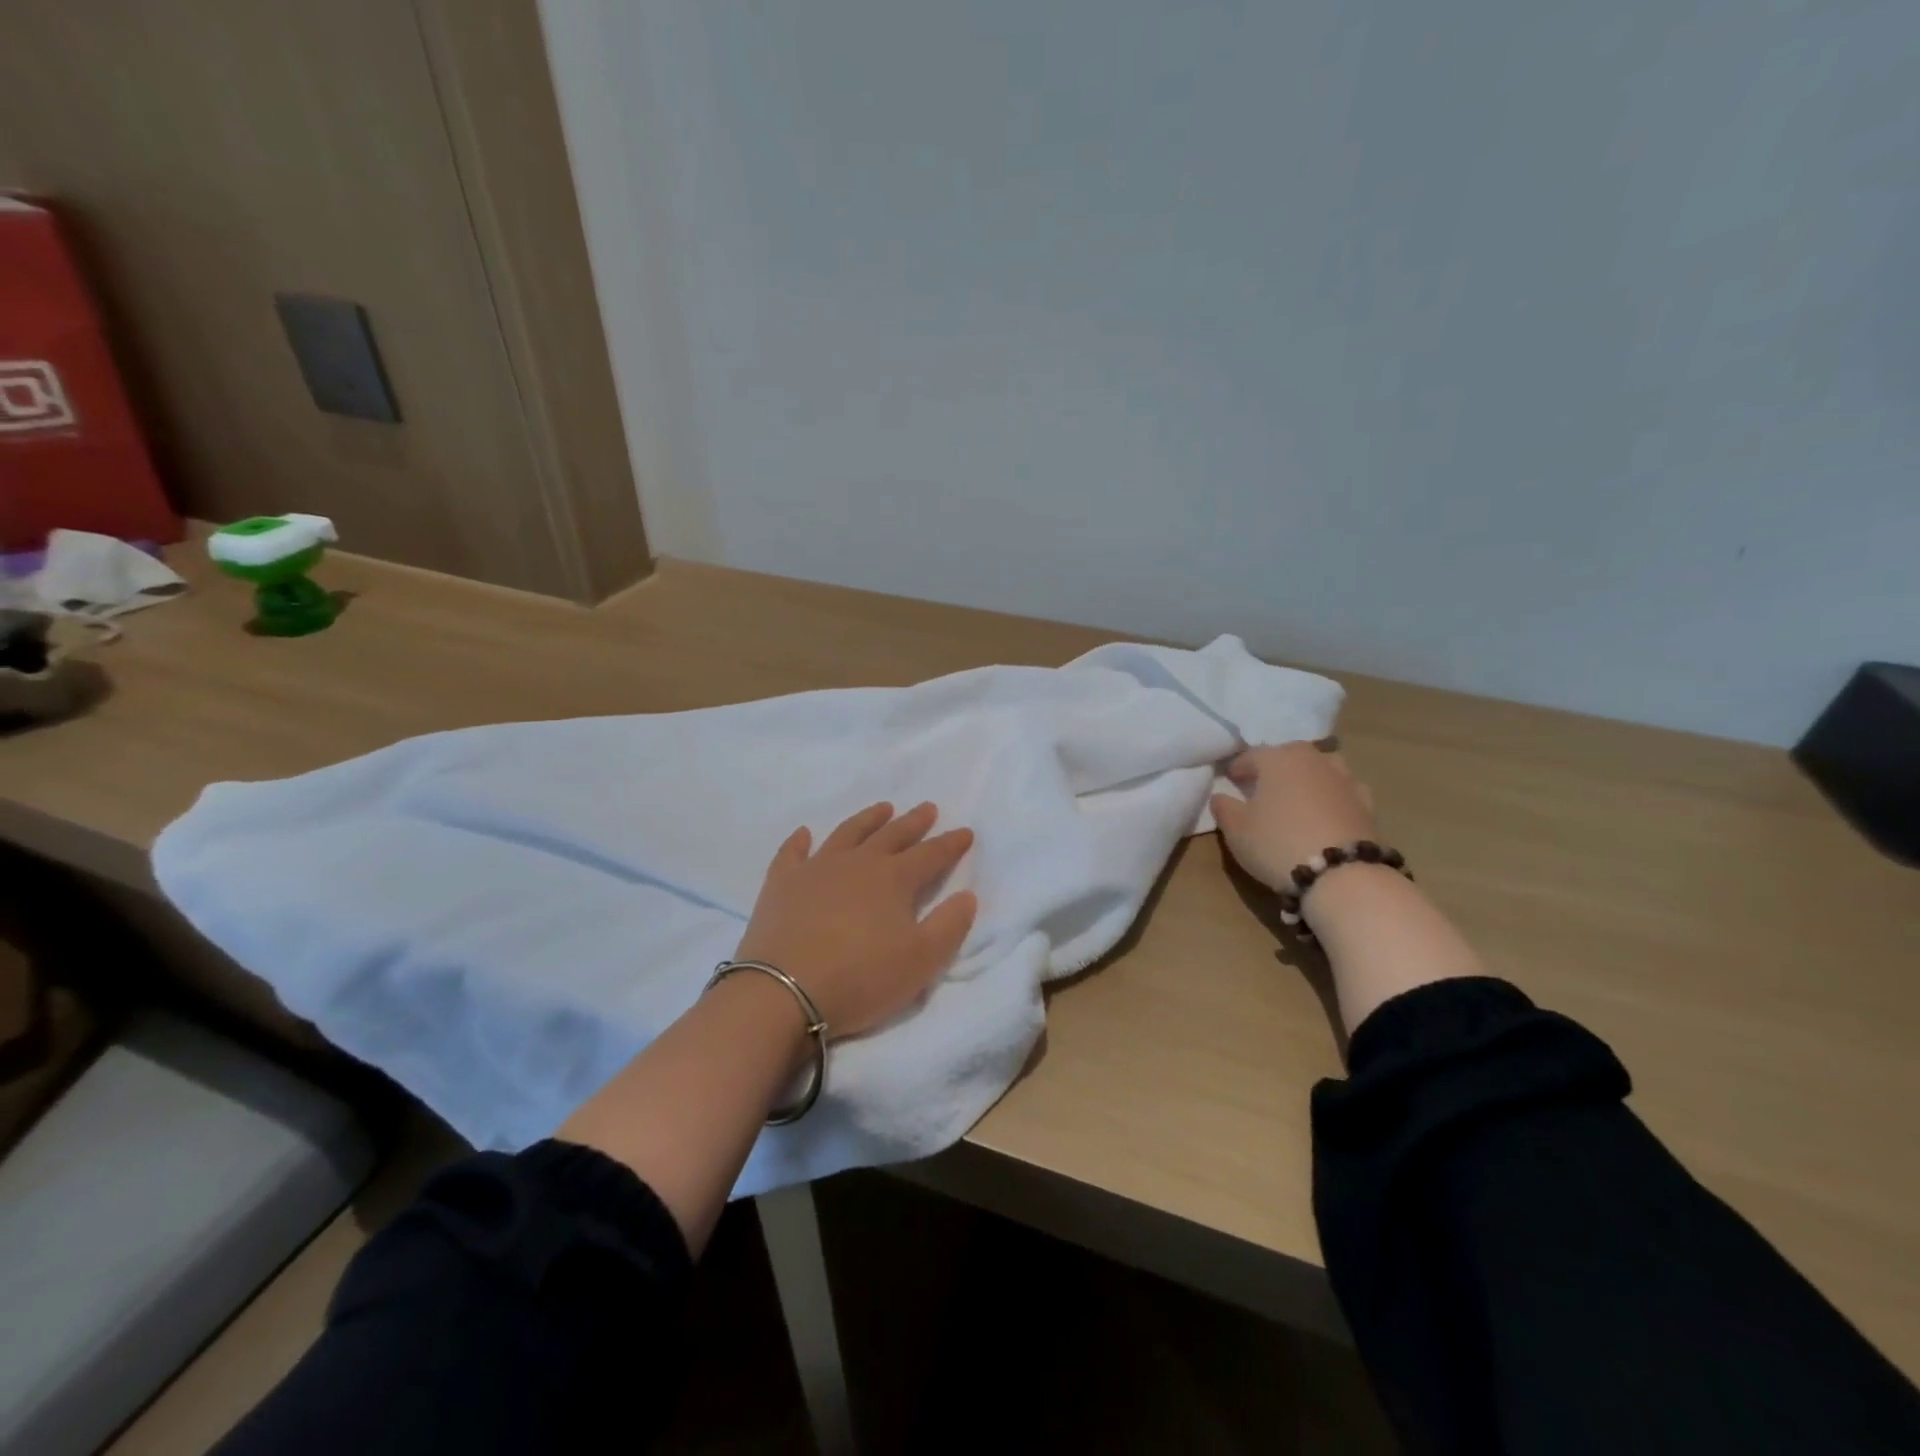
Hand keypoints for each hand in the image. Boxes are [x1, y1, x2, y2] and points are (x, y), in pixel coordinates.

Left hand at [734, 802, 976, 1038]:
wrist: (784, 992)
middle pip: (892, 835)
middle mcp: (858, 863)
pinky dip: (800, 840)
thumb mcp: (921, 961)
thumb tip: (966, 895)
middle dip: (913, 822)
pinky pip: (792, 852)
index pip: (930, 855)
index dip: (950, 844)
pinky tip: (805, 833)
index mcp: (894, 879)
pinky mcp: (782, 883)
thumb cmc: (861, 978)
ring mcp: (816, 869)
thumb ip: (949, 926)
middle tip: (927, 808)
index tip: (966, 832)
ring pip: (848, 833)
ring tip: (882, 808)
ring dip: (868, 819)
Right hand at [1210, 743, 1377, 893]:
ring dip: (1306, 780)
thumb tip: (1221, 796)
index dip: (1238, 768)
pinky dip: (1330, 799)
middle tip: (1262, 788)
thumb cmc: (1277, 843)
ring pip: (1320, 771)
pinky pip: (1341, 794)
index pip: (1252, 756)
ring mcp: (1346, 780)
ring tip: (1296, 800)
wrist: (1342, 875)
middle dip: (1274, 769)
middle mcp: (1315, 760)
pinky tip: (1324, 816)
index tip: (1230, 781)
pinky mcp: (1367, 804)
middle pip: (1289, 757)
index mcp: (1279, 758)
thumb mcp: (1236, 829)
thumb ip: (1224, 807)